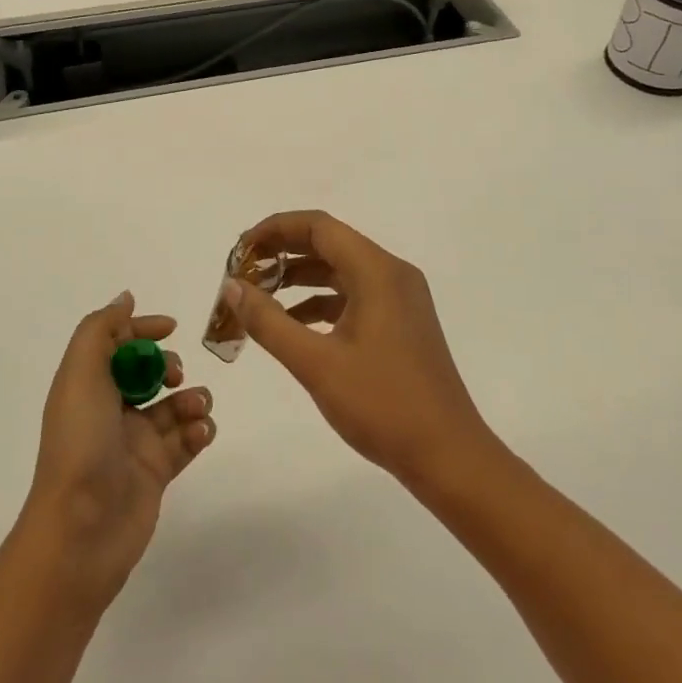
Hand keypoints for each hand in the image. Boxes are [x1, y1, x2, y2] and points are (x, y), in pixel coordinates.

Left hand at [22, 292, 216, 609]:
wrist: (81, 530)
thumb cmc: (81, 443)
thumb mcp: (82, 373)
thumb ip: (102, 329)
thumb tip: (125, 298)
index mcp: (88, 385)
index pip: (117, 344)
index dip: (142, 329)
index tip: (171, 327)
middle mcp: (110, 410)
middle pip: (148, 372)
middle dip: (169, 365)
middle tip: (174, 377)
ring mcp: (134, 443)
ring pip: (173, 405)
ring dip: (192, 398)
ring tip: (195, 409)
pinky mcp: (156, 472)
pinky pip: (187, 440)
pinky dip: (199, 430)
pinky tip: (200, 432)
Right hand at [224, 211, 495, 489]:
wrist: (448, 456)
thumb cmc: (382, 405)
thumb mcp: (316, 364)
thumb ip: (269, 322)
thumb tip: (233, 287)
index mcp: (377, 271)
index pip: (319, 226)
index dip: (275, 229)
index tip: (240, 250)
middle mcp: (392, 273)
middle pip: (330, 244)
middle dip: (284, 253)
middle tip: (243, 272)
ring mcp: (400, 298)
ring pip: (342, 270)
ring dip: (301, 278)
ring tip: (259, 296)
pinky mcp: (401, 322)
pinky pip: (354, 295)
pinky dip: (321, 302)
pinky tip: (294, 324)